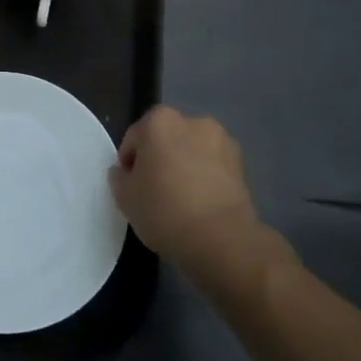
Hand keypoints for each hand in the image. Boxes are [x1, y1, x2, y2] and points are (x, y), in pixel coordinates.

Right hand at [110, 107, 271, 281]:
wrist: (221, 239)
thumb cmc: (164, 210)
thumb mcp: (124, 197)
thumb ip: (119, 177)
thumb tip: (124, 172)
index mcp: (159, 121)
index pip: (134, 138)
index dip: (129, 163)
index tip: (131, 186)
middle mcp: (192, 121)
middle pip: (165, 139)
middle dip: (159, 158)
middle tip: (154, 190)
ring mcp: (221, 141)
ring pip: (192, 151)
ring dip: (185, 165)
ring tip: (181, 199)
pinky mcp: (242, 164)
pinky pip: (213, 166)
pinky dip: (206, 177)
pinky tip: (201, 204)